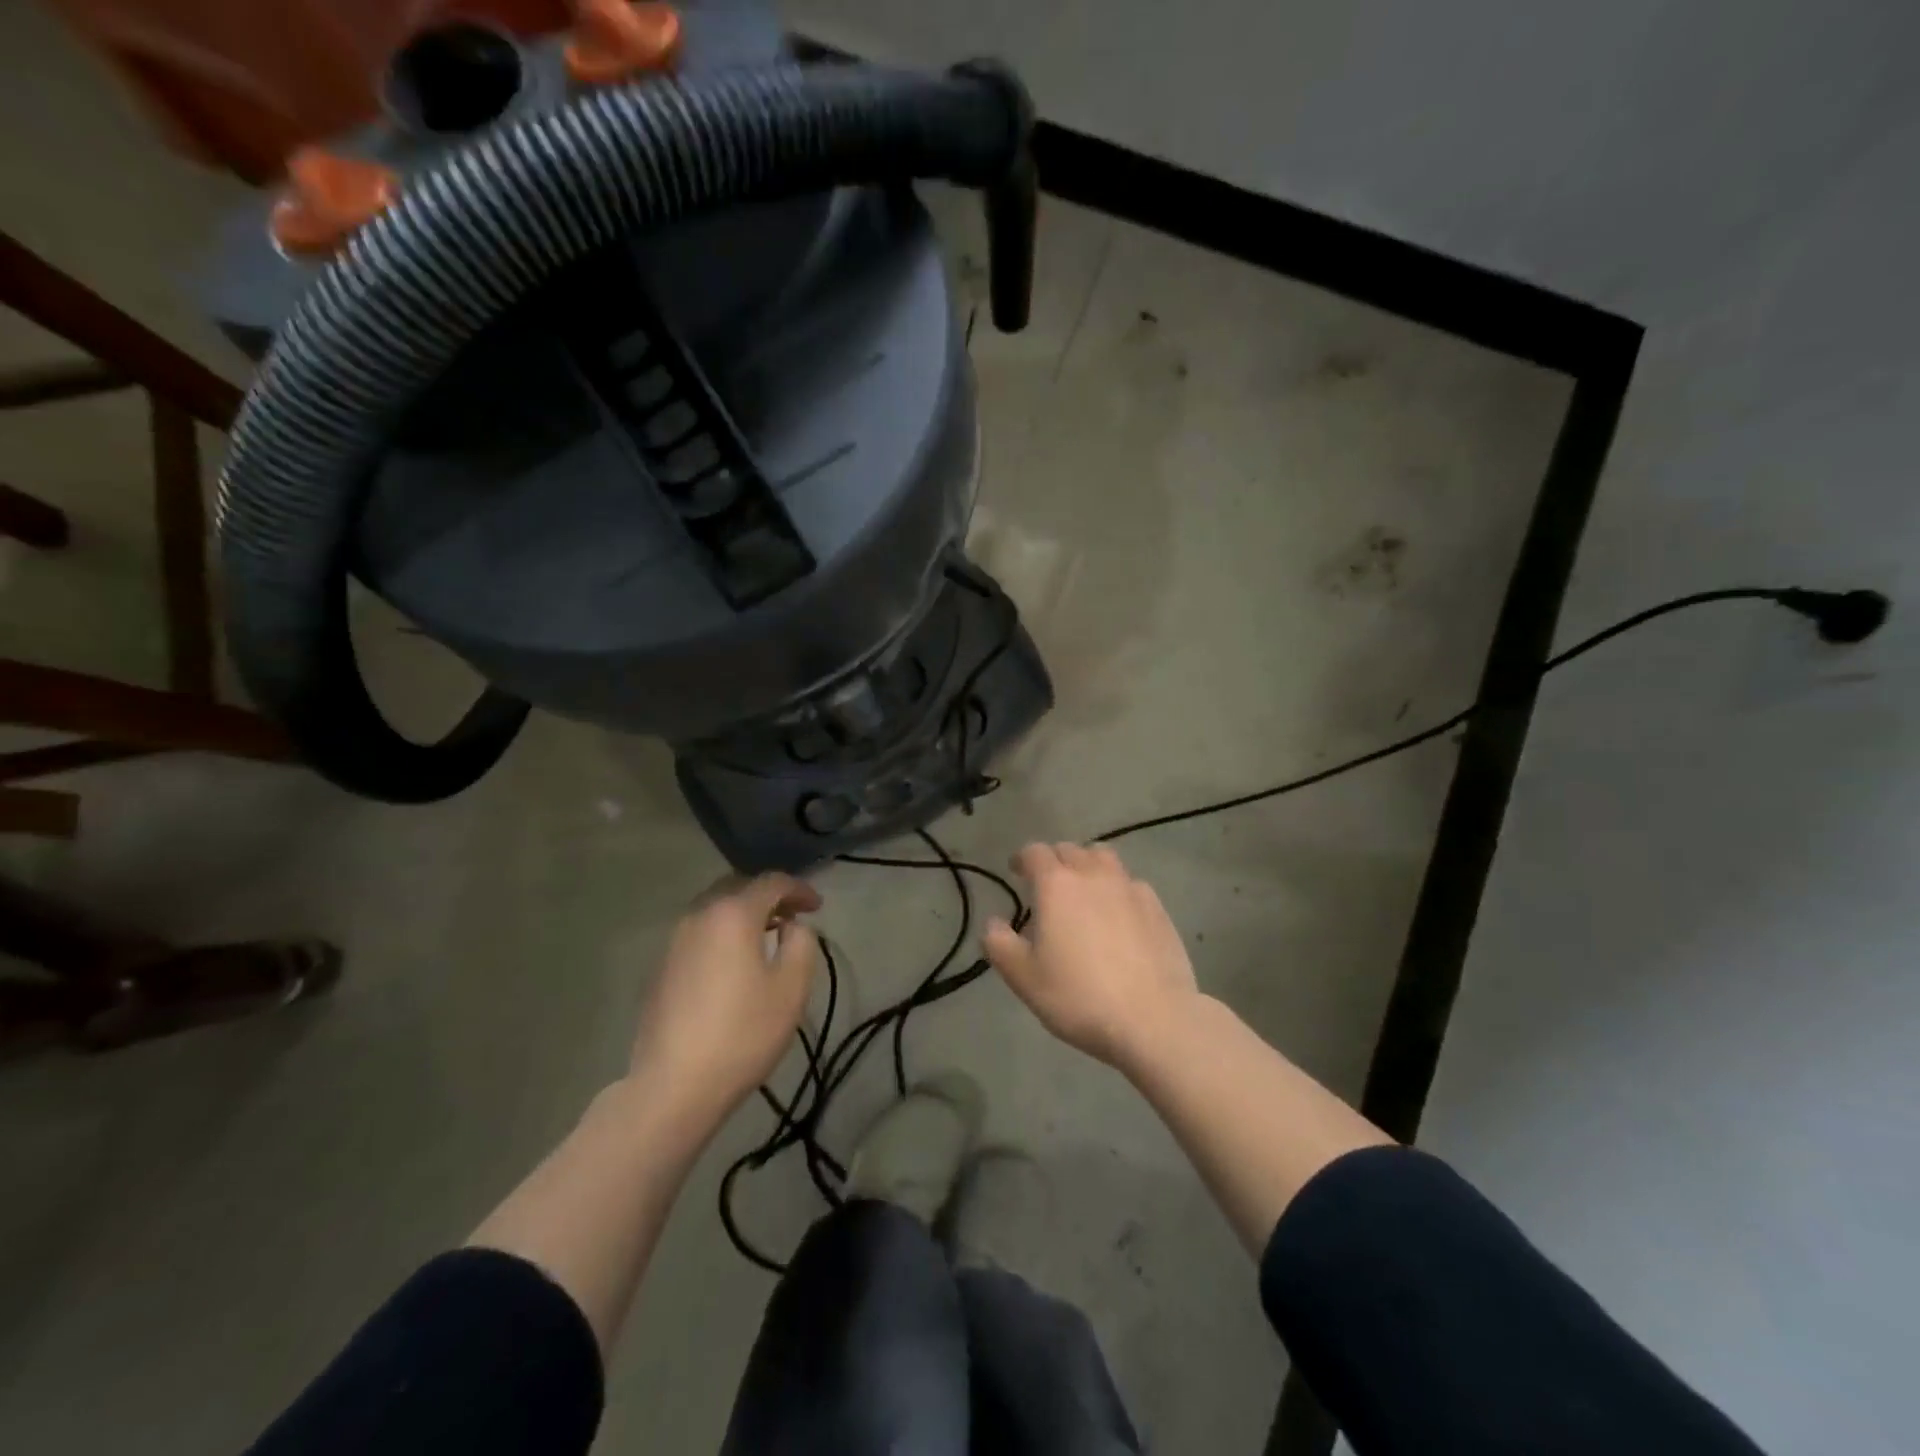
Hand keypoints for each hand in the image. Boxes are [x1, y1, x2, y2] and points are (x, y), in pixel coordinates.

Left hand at [628, 873, 821, 1125]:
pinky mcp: (661, 966)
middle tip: (792, 917)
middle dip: (768, 897)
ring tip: (765, 938)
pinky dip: (722, 934)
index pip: (772, 882)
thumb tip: (792, 927)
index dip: (799, 889)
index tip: (818, 907)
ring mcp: (674, 940)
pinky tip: (733, 963)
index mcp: (733, 914)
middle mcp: (699, 915)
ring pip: (714, 909)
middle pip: (738, 888)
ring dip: (743, 914)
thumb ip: (801, 943)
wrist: (674, 1084)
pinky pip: (699, 933)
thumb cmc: (743, 1032)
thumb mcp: (792, 987)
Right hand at [985, 842, 1201, 1071]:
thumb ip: (1000, 945)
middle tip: (1047, 886)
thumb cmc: (1079, 997)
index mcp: (1056, 885)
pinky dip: (1118, 889)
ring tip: (1084, 891)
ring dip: (1088, 866)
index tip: (1017, 871)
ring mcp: (1130, 888)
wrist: (1153, 1018)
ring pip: (1104, 858)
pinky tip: (1118, 914)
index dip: (1023, 859)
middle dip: (1054, 861)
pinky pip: (1130, 883)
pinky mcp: (1157, 907)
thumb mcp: (1024, 978)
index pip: (1035, 852)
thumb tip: (992, 923)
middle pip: (1070, 850)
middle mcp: (1093, 875)